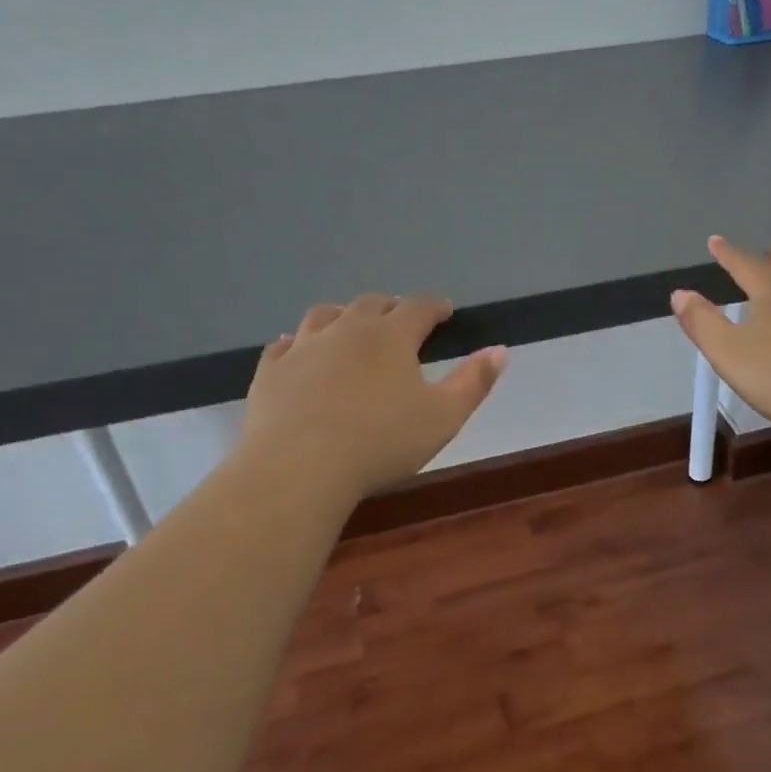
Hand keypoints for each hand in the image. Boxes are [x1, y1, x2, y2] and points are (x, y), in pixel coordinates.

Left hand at [238, 295, 505, 500]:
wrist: (299, 467)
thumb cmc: (381, 442)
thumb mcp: (443, 417)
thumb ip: (473, 382)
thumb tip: (499, 350)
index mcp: (391, 336)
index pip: (418, 307)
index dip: (435, 306)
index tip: (445, 311)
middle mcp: (346, 330)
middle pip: (371, 304)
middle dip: (391, 307)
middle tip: (401, 318)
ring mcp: (303, 347)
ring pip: (324, 315)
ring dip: (343, 315)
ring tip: (350, 325)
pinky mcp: (271, 371)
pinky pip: (283, 345)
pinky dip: (296, 343)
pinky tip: (296, 349)